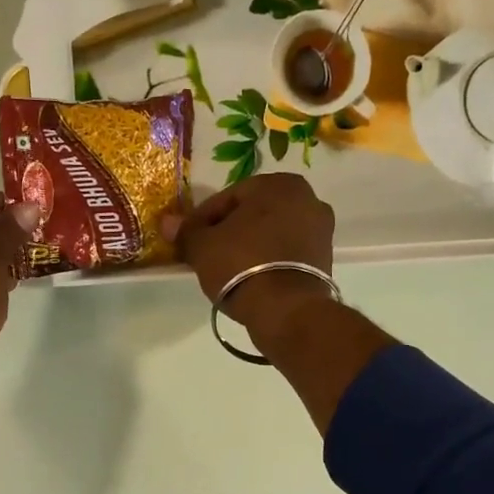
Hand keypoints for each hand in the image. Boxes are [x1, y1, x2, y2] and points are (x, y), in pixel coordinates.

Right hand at [161, 174, 335, 341]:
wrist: (286, 310)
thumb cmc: (242, 265)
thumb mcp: (203, 247)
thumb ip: (186, 231)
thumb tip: (168, 222)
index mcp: (279, 183)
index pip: (228, 197)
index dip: (203, 219)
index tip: (188, 238)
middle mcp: (308, 199)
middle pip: (253, 213)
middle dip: (229, 230)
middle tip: (206, 253)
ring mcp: (321, 230)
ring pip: (271, 233)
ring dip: (249, 245)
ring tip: (226, 269)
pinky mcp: (325, 259)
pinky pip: (286, 252)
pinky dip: (268, 259)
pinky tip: (250, 277)